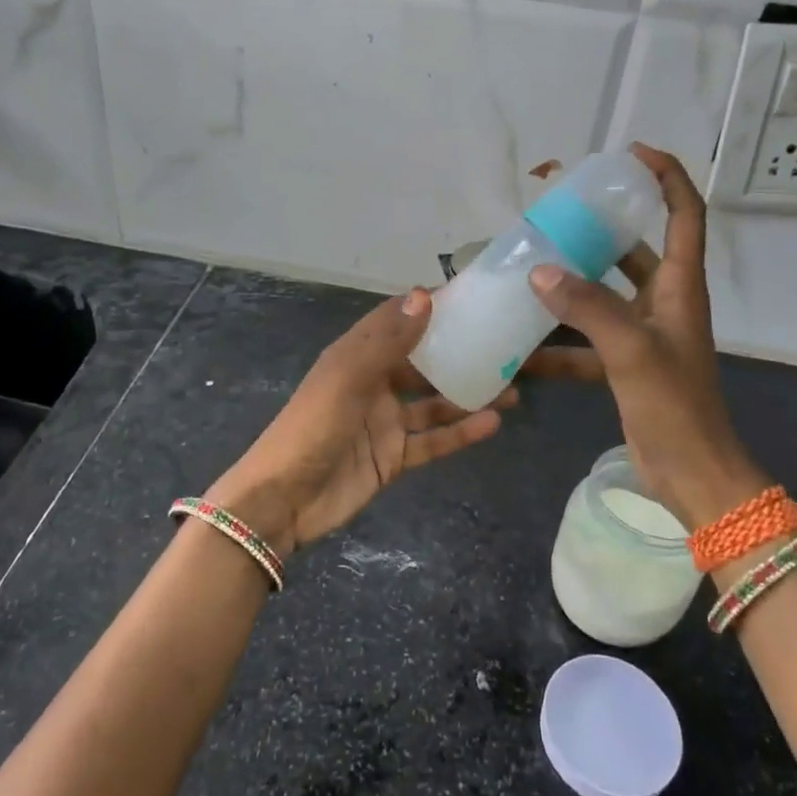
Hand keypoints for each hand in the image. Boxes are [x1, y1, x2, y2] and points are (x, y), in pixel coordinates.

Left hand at [205, 288, 514, 555]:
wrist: (283, 501)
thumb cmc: (312, 428)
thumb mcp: (347, 377)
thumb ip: (388, 341)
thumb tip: (425, 294)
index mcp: (357, 355)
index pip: (398, 321)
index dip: (430, 307)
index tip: (474, 298)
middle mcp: (375, 383)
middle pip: (424, 363)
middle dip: (461, 354)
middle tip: (506, 348)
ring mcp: (386, 422)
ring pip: (435, 403)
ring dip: (469, 395)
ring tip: (514, 388)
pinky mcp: (394, 457)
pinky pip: (433, 440)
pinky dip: (461, 433)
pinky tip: (493, 423)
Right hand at [525, 143, 768, 532]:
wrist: (692, 475)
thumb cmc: (674, 407)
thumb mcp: (631, 351)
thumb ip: (587, 308)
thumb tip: (540, 271)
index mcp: (679, 287)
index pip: (684, 214)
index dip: (667, 177)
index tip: (631, 154)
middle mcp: (663, 302)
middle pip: (635, 249)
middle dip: (600, 227)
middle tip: (556, 213)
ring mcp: (642, 334)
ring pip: (604, 294)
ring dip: (570, 284)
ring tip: (528, 267)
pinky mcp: (624, 365)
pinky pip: (586, 340)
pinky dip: (558, 342)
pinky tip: (521, 346)